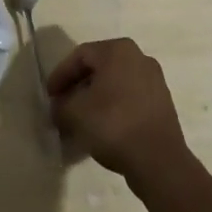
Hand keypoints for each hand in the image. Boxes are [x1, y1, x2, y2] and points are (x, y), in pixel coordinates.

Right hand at [47, 38, 191, 186]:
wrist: (159, 161)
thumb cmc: (113, 124)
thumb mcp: (75, 113)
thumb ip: (61, 105)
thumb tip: (58, 107)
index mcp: (118, 50)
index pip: (80, 56)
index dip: (61, 75)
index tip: (49, 96)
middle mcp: (139, 57)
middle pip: (99, 68)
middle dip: (78, 87)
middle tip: (62, 106)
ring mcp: (155, 81)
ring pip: (115, 85)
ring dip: (95, 99)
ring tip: (80, 120)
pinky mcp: (162, 104)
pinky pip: (130, 99)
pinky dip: (113, 109)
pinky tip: (102, 128)